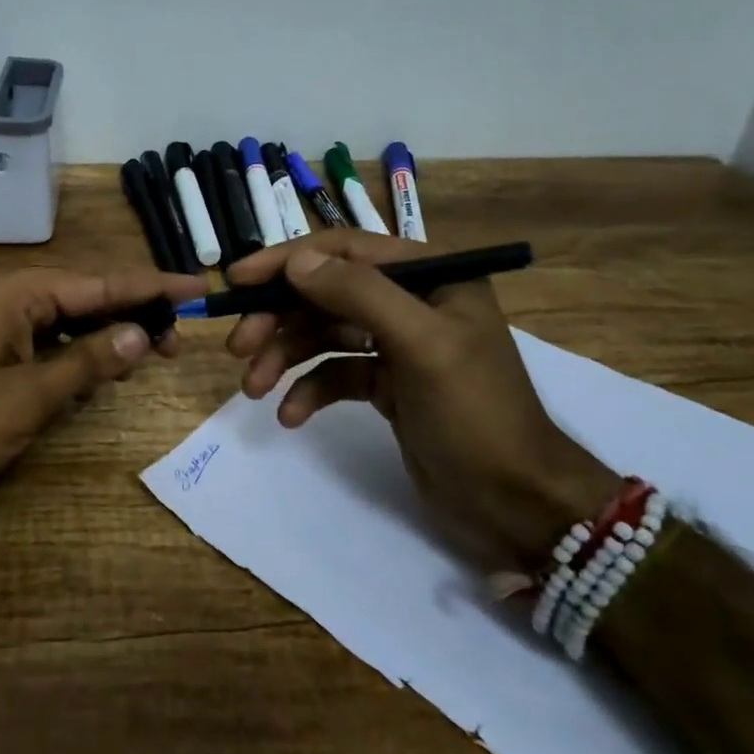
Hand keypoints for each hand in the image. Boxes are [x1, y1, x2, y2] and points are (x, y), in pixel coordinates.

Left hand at [0, 265, 206, 513]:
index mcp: (14, 294)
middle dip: (134, 313)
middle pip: (87, 297)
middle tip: (180, 338)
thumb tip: (144, 334)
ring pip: (70, 321)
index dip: (152, 286)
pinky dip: (81, 354)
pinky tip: (108, 369)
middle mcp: (7, 299)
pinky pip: (50, 343)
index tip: (198, 285)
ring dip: (110, 335)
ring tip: (155, 352)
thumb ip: (88, 363)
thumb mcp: (27, 399)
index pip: (99, 283)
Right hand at [224, 230, 619, 570]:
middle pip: (325, 293)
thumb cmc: (476, 415)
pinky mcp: (387, 383)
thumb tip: (296, 262)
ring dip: (284, 356)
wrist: (516, 504)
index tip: (238, 280)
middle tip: (237, 347)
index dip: (287, 261)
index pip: (344, 249)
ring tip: (253, 388)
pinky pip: (334, 373)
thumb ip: (359, 293)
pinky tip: (292, 415)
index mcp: (430, 274)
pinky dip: (309, 389)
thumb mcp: (421, 345)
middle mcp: (411, 299)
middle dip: (278, 318)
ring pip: (323, 333)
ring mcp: (397, 343)